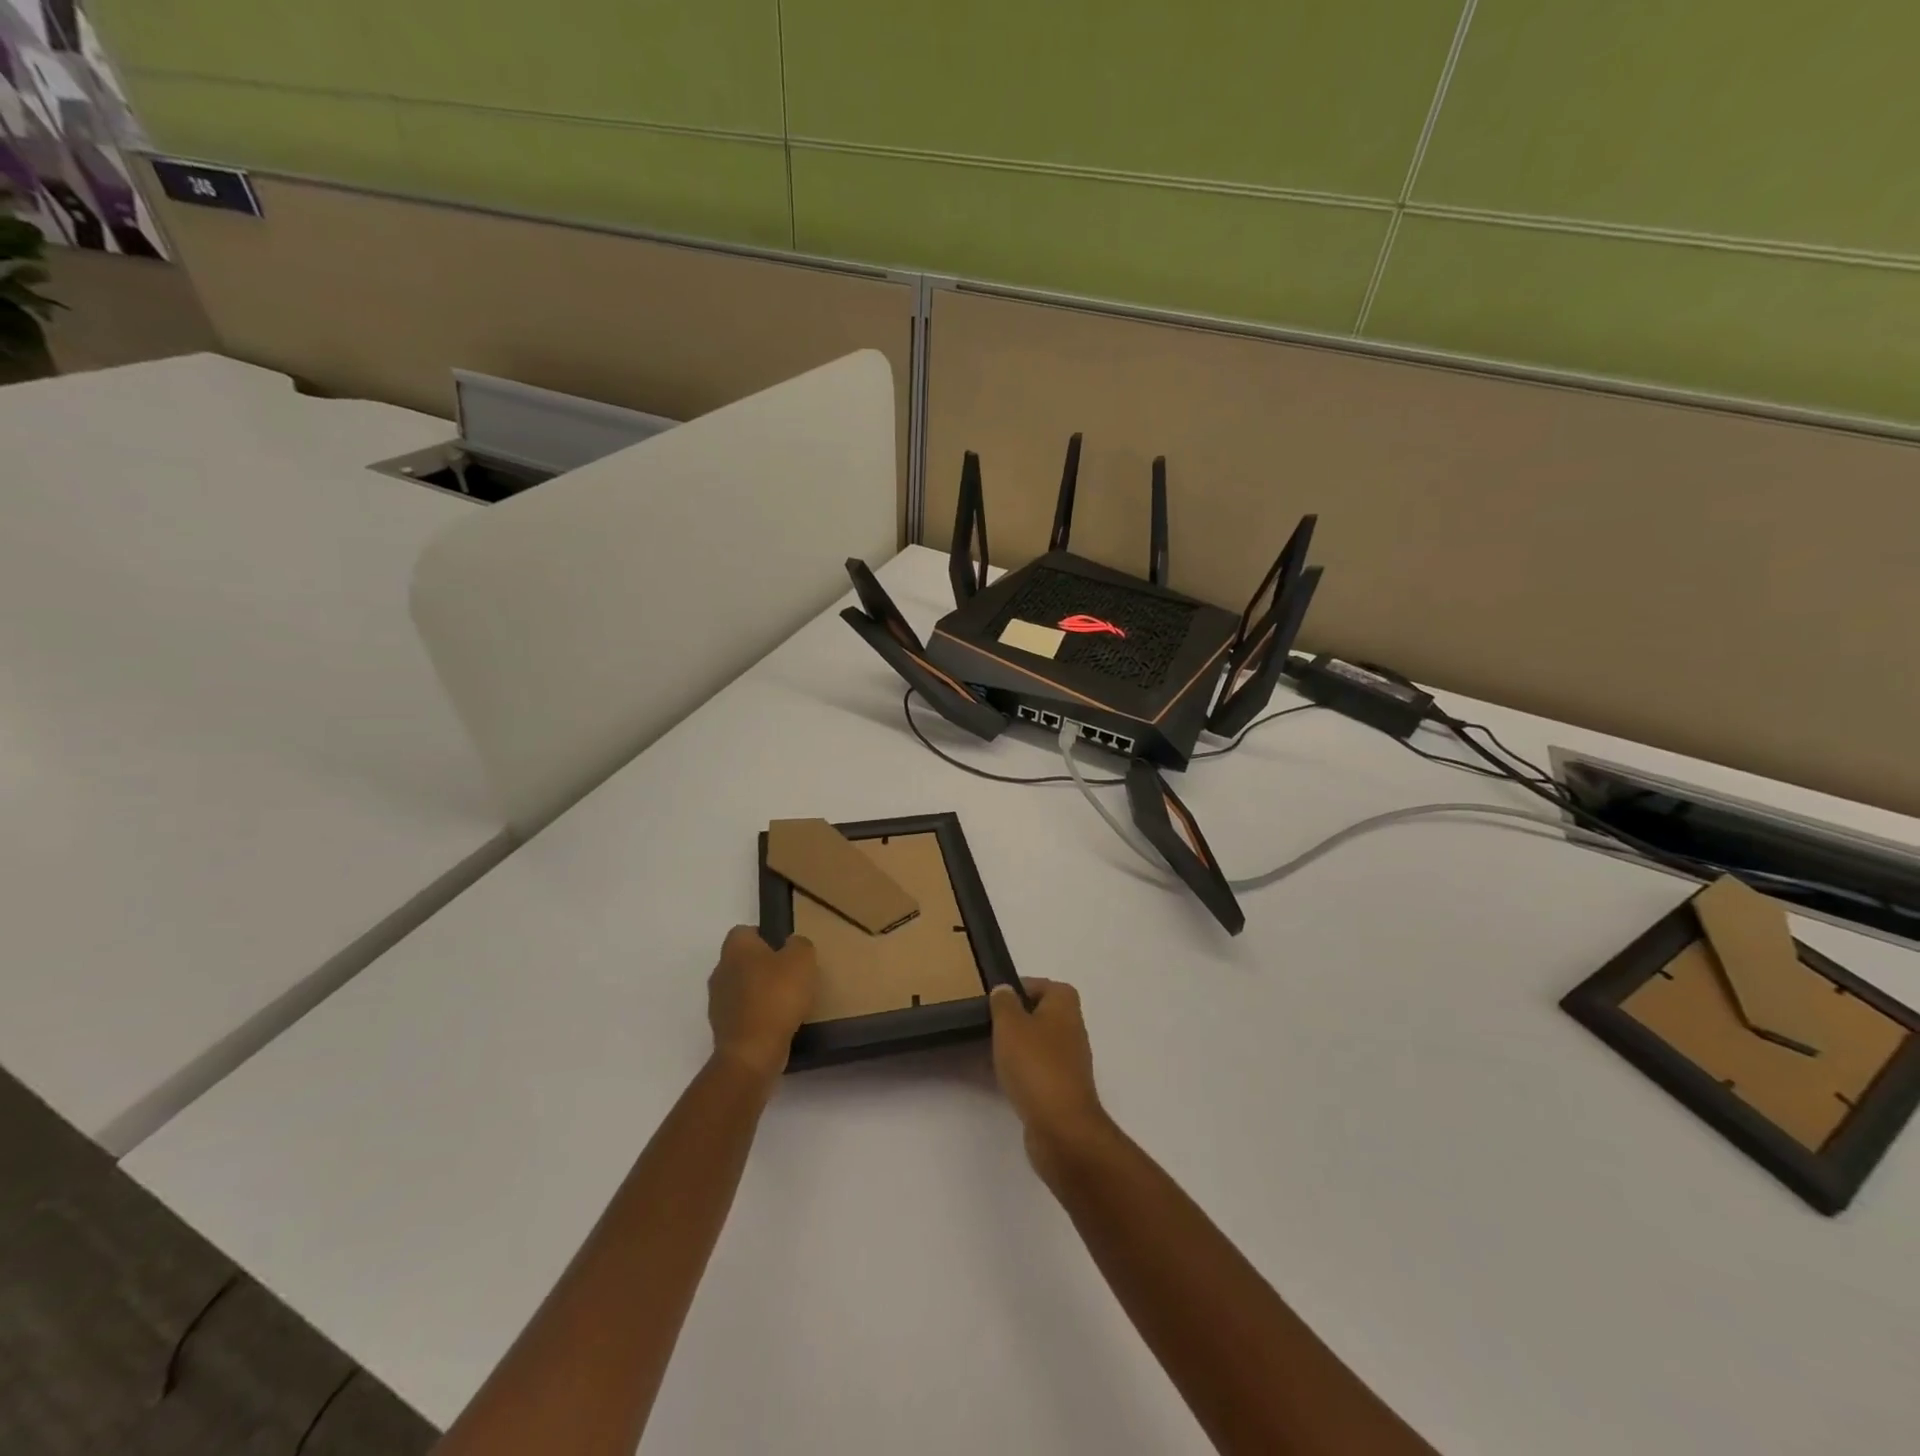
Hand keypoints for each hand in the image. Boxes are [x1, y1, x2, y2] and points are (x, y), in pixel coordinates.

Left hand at [708, 926, 818, 1083]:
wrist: (752, 1052)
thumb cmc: (777, 996)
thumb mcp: (802, 960)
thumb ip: (799, 944)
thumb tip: (791, 945)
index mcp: (736, 948)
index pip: (745, 931)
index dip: (766, 936)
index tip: (786, 950)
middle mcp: (720, 970)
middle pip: (742, 960)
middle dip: (763, 966)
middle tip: (790, 975)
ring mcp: (717, 1001)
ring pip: (741, 987)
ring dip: (759, 992)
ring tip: (787, 1003)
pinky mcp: (721, 1028)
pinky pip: (742, 1013)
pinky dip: (757, 1015)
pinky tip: (776, 1023)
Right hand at [989, 979, 1110, 1176]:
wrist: (1062, 1127)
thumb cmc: (1035, 1065)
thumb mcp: (1010, 1024)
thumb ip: (1004, 1003)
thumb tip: (1005, 989)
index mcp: (1065, 1006)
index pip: (1044, 985)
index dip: (1020, 988)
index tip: (995, 1000)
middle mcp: (1072, 1028)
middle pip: (1041, 1014)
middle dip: (1015, 1019)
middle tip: (988, 1025)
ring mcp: (1070, 1061)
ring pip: (1038, 1043)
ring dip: (1017, 1047)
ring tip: (989, 1051)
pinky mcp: (1063, 1089)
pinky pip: (1038, 1070)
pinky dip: (1021, 1071)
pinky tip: (1001, 1078)